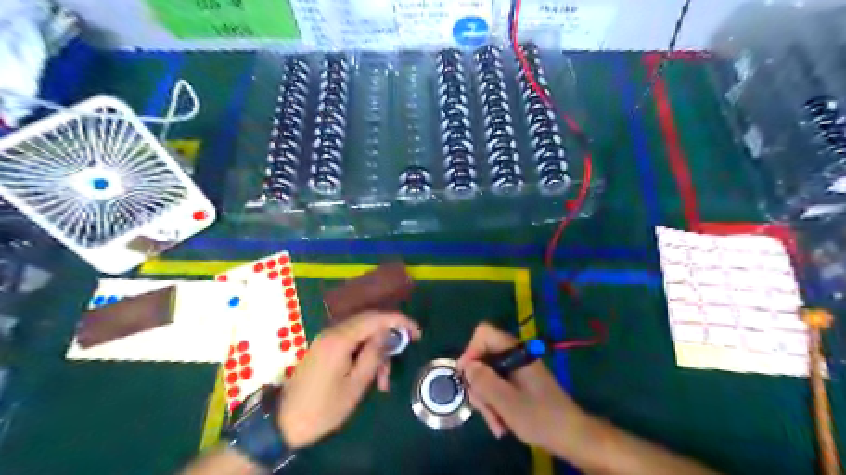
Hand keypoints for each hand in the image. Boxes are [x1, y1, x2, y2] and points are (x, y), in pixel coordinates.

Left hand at [280, 312, 421, 448]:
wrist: (284, 423)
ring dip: (376, 351)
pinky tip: (369, 374)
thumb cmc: (324, 407)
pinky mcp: (324, 347)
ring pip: (361, 333)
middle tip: (399, 359)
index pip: (376, 318)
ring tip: (382, 380)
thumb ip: (374, 354)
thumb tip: (387, 333)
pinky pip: (351, 341)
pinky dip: (364, 353)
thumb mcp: (356, 384)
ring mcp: (326, 338)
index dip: (399, 321)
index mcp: (340, 338)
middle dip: (388, 338)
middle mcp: (332, 331)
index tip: (417, 333)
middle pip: (369, 322)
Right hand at [456, 320, 589, 450]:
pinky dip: (496, 403)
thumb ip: (484, 380)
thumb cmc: (540, 417)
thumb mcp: (506, 401)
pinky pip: (499, 386)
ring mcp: (518, 369)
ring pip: (489, 375)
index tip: (468, 378)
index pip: (483, 333)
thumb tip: (466, 365)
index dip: (471, 351)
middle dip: (479, 385)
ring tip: (496, 424)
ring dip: (487, 400)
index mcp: (515, 352)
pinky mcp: (521, 382)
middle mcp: (515, 355)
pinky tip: (501, 424)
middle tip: (483, 409)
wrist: (572, 436)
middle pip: (483, 357)